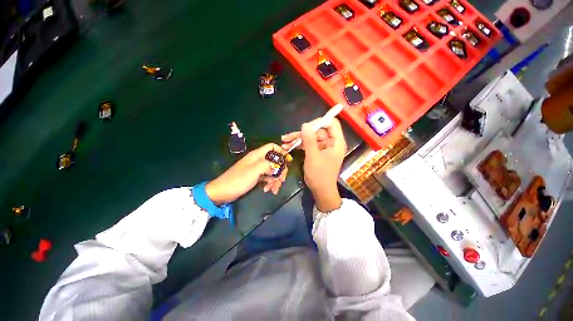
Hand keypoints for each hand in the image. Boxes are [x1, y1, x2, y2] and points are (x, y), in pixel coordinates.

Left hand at [206, 144, 287, 203]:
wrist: (223, 192)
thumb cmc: (238, 180)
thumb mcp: (254, 171)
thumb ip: (268, 165)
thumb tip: (277, 166)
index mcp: (257, 155)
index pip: (272, 147)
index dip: (281, 152)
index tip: (288, 161)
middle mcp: (258, 160)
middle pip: (275, 161)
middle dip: (280, 171)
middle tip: (281, 181)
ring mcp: (257, 169)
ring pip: (272, 171)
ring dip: (275, 180)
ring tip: (274, 189)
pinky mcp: (255, 177)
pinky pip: (267, 178)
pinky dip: (270, 183)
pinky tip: (268, 190)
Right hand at [282, 118, 345, 211]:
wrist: (320, 190)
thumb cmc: (320, 175)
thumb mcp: (313, 157)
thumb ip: (309, 140)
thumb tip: (305, 124)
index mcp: (336, 142)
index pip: (331, 124)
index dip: (320, 122)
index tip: (306, 126)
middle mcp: (331, 142)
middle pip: (317, 130)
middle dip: (302, 133)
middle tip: (288, 137)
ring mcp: (323, 147)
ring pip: (310, 137)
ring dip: (297, 139)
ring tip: (284, 141)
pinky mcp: (317, 151)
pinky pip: (308, 144)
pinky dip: (299, 144)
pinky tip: (288, 145)